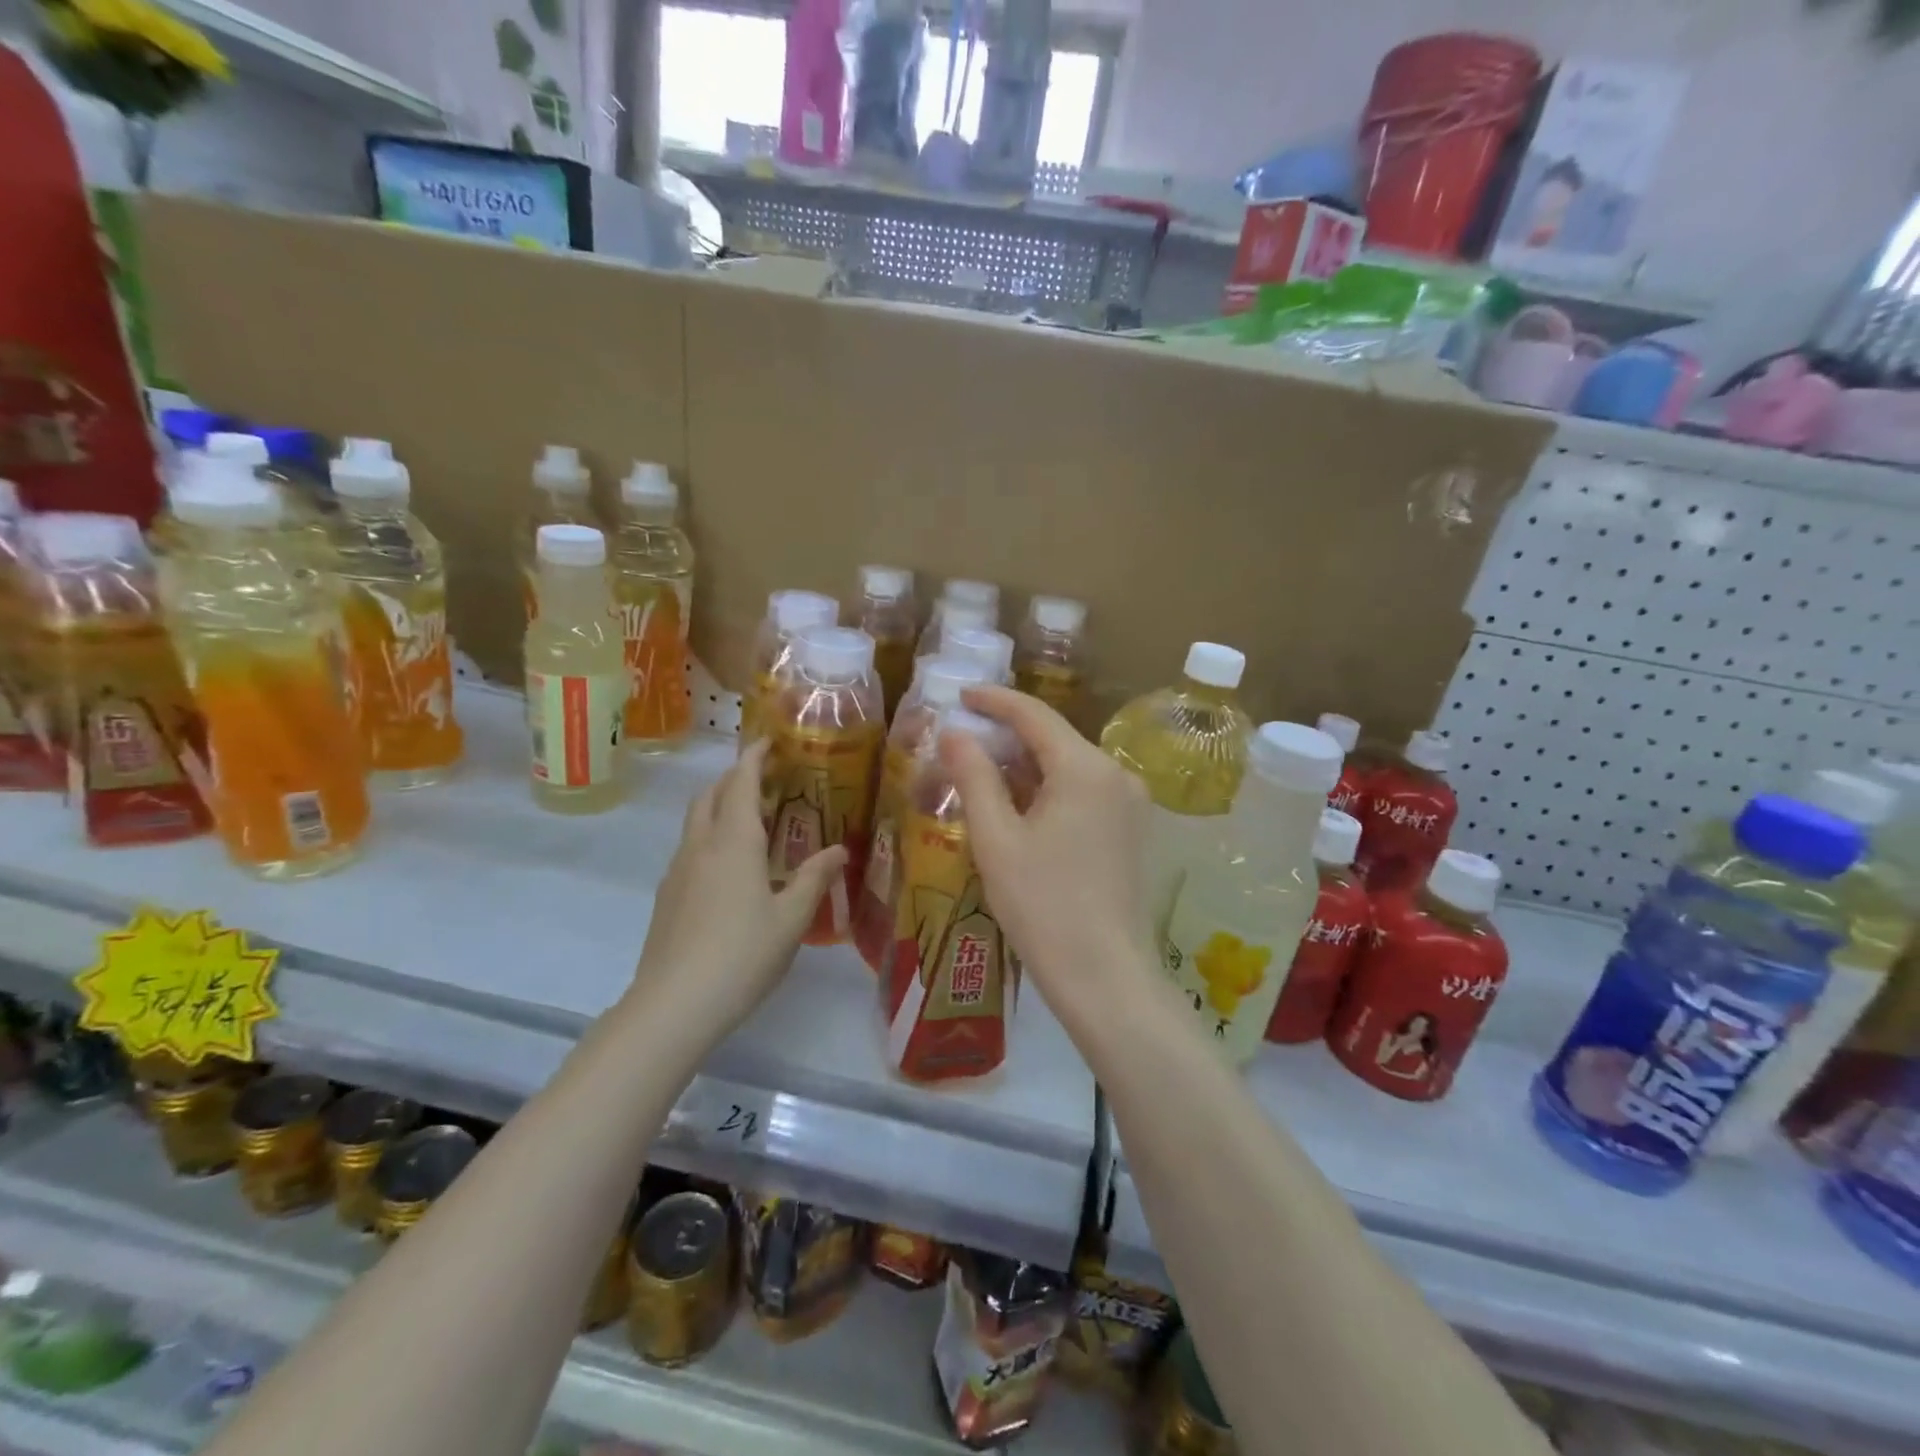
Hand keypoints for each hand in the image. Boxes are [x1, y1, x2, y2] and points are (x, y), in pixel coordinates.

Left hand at [629, 738, 846, 1037]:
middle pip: (711, 794)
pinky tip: (731, 866)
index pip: (741, 782)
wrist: (674, 1004)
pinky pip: (690, 847)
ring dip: (720, 805)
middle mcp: (701, 845)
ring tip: (752, 818)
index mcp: (734, 842)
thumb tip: (839, 850)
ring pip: (696, 820)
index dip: (754, 756)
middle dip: (735, 777)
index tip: (769, 740)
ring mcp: (678, 870)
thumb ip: (815, 879)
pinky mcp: (667, 895)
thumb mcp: (791, 919)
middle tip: (766, 778)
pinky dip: (711, 835)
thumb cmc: (742, 955)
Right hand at [939, 687, 1158, 1026]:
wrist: (1105, 976)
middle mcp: (1117, 775)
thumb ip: (974, 777)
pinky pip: (1085, 793)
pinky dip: (1050, 790)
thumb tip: (954, 732)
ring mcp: (1131, 804)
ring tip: (982, 775)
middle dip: (1008, 737)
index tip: (960, 694)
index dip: (994, 700)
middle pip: (1055, 739)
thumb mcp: (997, 839)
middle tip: (962, 742)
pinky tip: (1021, 808)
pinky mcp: (1133, 830)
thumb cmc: (1042, 906)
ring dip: (1027, 767)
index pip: (1034, 715)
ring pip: (1070, 767)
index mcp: (1085, 768)